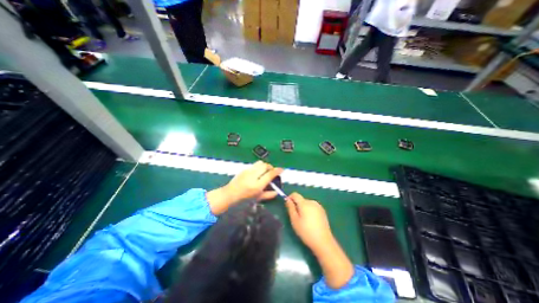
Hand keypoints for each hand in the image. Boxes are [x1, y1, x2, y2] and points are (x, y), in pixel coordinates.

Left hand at [206, 160, 282, 214]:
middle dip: (271, 167)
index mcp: (257, 185)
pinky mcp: (245, 169)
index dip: (277, 171)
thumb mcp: (258, 198)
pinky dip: (259, 166)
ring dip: (265, 165)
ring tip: (265, 171)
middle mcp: (253, 176)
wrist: (230, 193)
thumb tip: (276, 192)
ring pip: (260, 163)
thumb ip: (268, 195)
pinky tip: (257, 172)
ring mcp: (248, 171)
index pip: (270, 174)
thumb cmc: (244, 198)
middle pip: (265, 166)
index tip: (281, 169)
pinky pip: (255, 165)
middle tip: (272, 171)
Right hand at [286, 194, 333, 252]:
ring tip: (304, 220)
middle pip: (301, 199)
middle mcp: (312, 202)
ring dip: (303, 208)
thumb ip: (290, 208)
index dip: (290, 198)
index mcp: (304, 203)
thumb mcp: (294, 220)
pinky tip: (311, 221)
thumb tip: (287, 199)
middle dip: (297, 205)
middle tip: (296, 217)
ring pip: (307, 203)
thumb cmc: (306, 231)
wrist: (323, 241)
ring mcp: (318, 206)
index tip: (288, 206)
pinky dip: (309, 211)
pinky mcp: (322, 211)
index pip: (295, 194)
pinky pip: (312, 207)